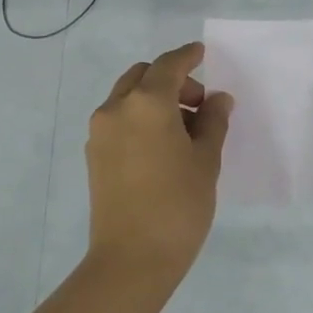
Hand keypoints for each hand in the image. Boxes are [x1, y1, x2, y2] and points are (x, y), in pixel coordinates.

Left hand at [86, 41, 233, 275]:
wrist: (132, 258)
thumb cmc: (179, 205)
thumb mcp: (206, 160)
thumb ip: (213, 122)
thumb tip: (218, 100)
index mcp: (147, 103)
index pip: (169, 65)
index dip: (188, 56)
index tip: (203, 54)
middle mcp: (116, 108)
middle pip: (143, 76)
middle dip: (171, 80)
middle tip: (199, 104)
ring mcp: (100, 132)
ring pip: (128, 97)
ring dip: (154, 99)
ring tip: (185, 130)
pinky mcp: (94, 155)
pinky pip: (119, 120)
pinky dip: (140, 118)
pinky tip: (162, 146)